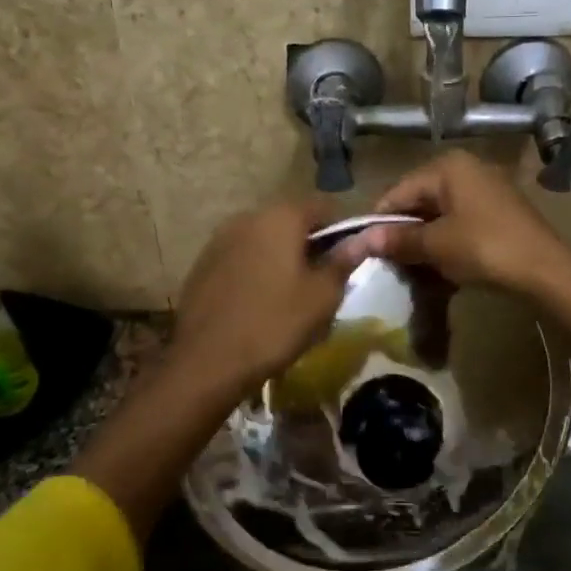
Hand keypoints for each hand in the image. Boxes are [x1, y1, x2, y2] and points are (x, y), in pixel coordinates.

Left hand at [169, 197, 350, 398]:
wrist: (206, 362)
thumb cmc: (275, 324)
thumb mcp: (322, 296)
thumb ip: (344, 260)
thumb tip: (368, 236)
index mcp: (281, 217)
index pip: (323, 207)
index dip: (342, 230)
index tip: (348, 261)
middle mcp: (248, 217)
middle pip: (291, 221)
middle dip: (310, 244)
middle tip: (322, 281)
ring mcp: (220, 239)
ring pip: (264, 239)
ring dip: (281, 257)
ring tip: (291, 294)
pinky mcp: (203, 264)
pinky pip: (241, 257)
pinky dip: (256, 269)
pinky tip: (259, 302)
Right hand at [334, 151, 570, 296]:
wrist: (546, 270)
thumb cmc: (485, 248)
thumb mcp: (436, 245)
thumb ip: (399, 239)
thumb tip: (362, 241)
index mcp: (447, 167)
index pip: (398, 191)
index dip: (379, 221)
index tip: (365, 251)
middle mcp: (466, 169)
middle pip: (419, 200)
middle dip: (403, 232)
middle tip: (389, 262)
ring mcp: (485, 189)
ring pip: (440, 214)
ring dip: (424, 240)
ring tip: (412, 268)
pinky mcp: (498, 211)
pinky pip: (460, 222)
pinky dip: (446, 241)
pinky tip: (440, 265)